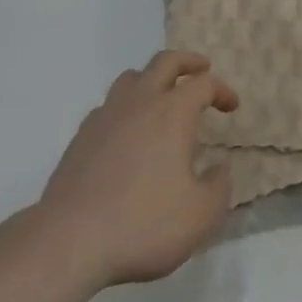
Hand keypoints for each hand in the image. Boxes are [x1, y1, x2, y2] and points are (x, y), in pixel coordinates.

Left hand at [36, 50, 238, 288]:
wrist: (69, 240)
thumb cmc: (142, 224)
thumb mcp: (199, 217)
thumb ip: (219, 188)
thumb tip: (220, 168)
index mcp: (173, 112)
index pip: (204, 84)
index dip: (222, 90)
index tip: (231, 107)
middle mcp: (141, 101)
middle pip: (166, 61)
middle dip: (188, 61)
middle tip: (201, 68)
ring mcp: (107, 114)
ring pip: (133, 77)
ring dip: (153, 78)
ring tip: (161, 95)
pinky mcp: (82, 134)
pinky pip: (109, 105)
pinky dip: (125, 107)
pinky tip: (127, 131)